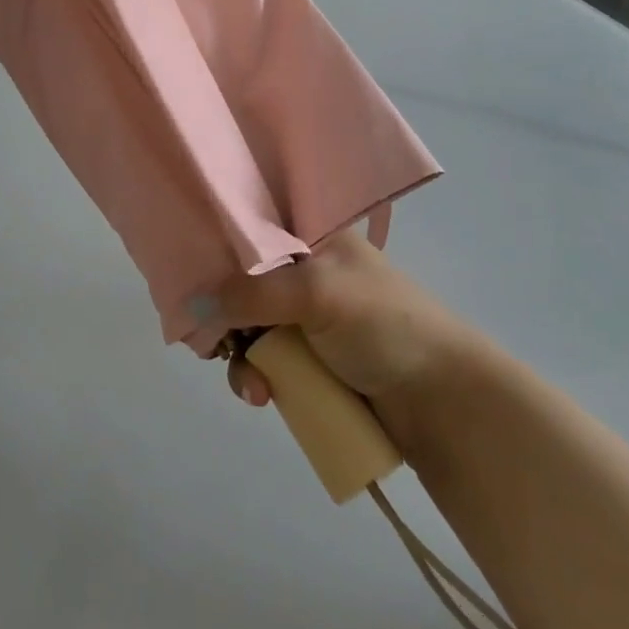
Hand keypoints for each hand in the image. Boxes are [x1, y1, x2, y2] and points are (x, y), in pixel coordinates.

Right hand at [208, 229, 480, 461]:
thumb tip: (189, 307)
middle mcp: (301, 269)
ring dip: (237, 356)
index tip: (184, 273)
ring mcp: (303, 317)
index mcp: (309, 235)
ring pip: (245, 326)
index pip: (247, 227)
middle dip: (220, 313)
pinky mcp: (306, 360)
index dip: (214, 248)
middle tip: (207, 340)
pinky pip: (261, 361)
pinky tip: (260, 396)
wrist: (444, 402)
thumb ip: (251, 293)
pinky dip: (254, 377)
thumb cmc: (383, 324)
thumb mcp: (316, 292)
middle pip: (238, 281)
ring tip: (252, 385)